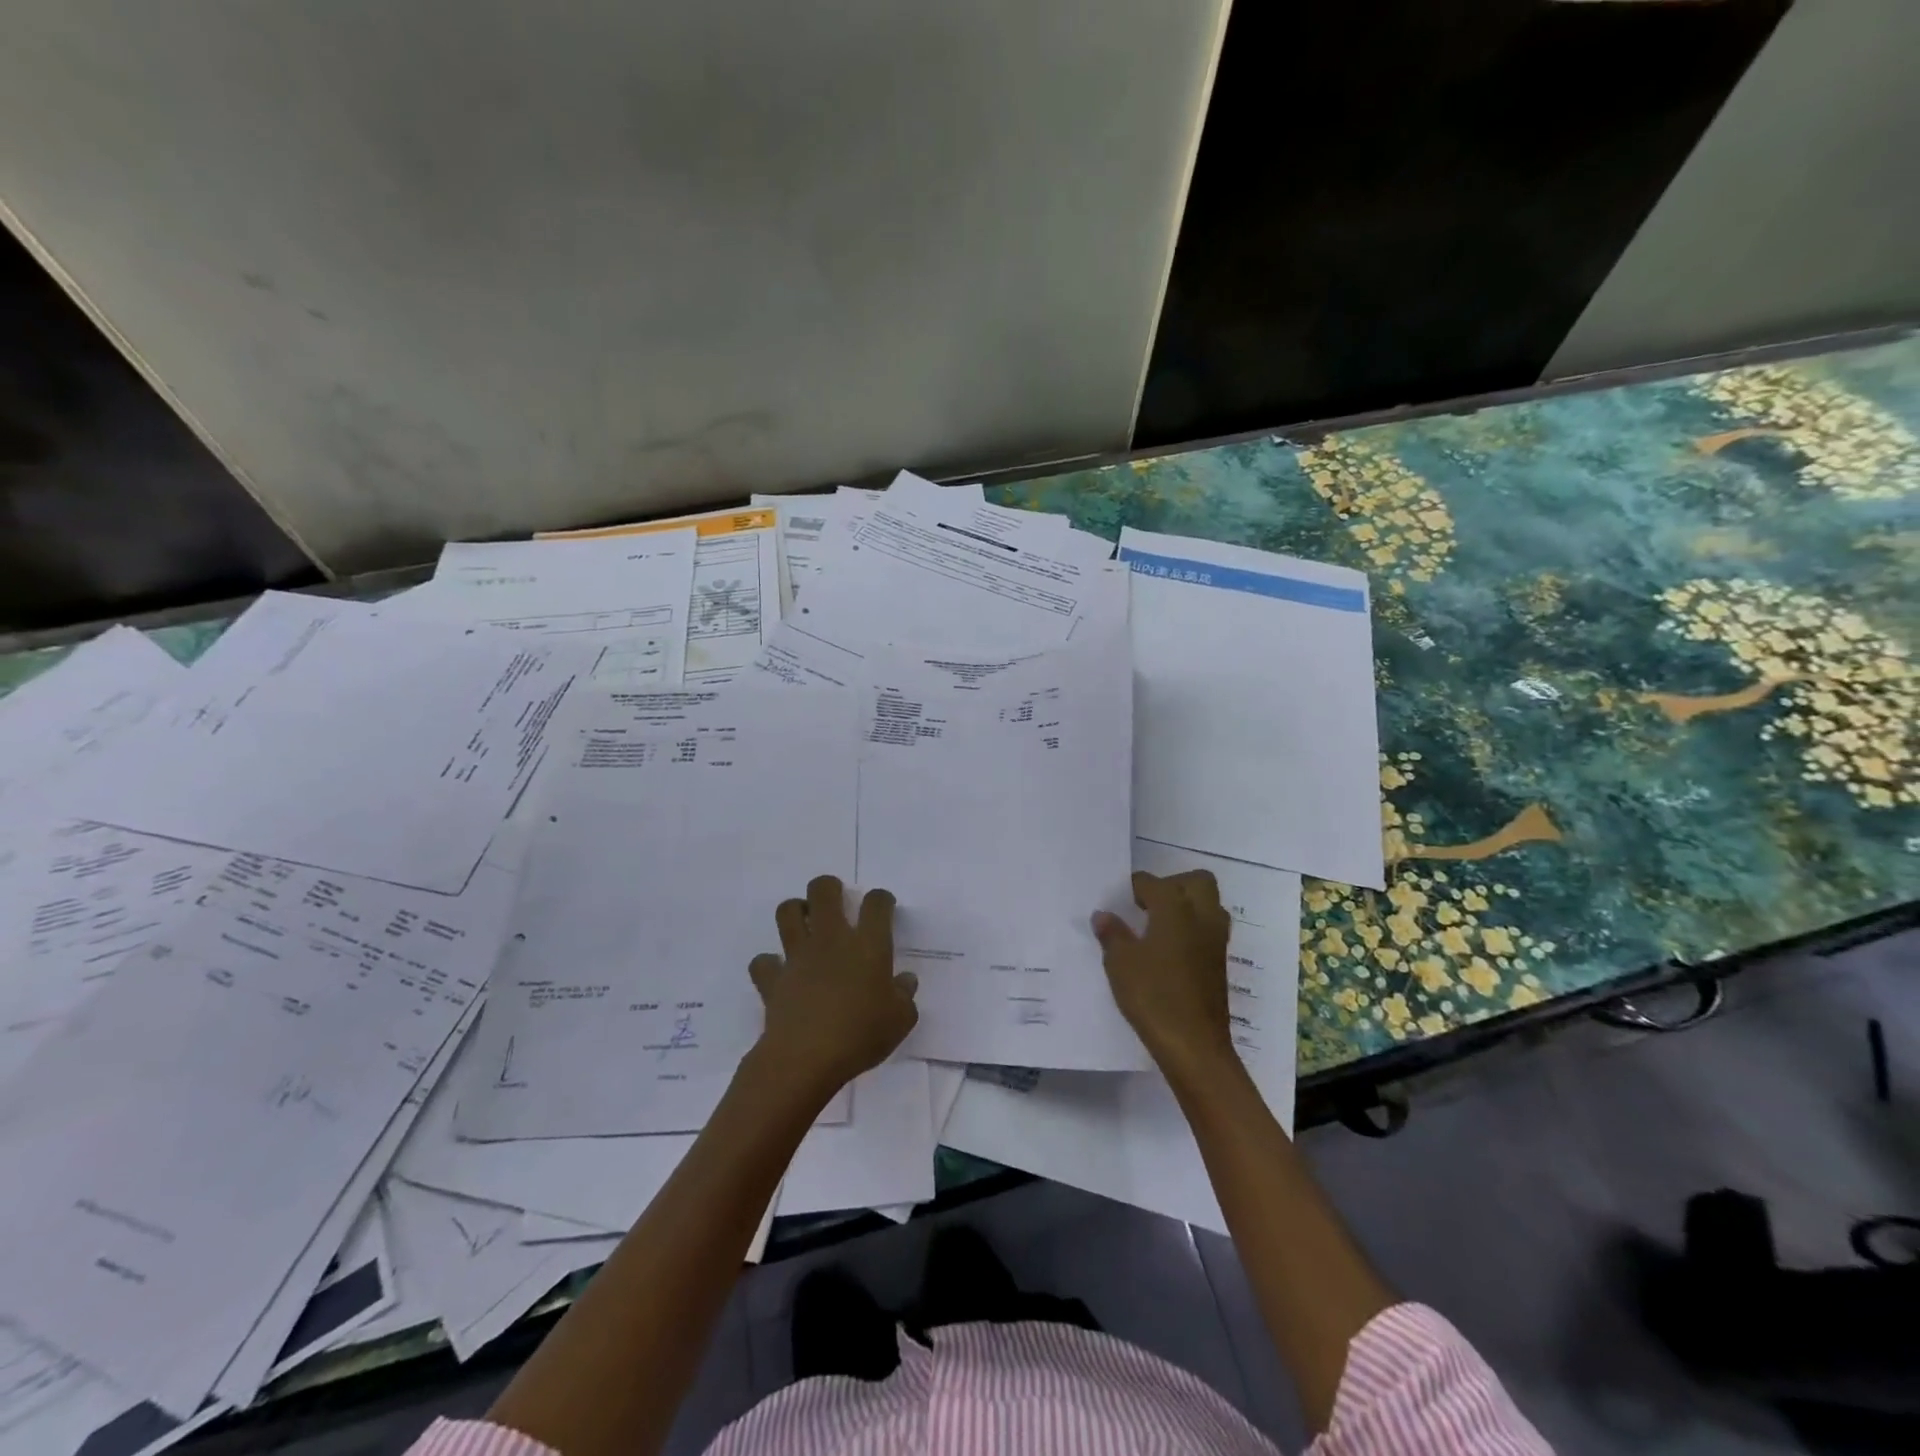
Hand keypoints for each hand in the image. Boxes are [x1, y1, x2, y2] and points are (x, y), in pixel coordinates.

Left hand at [748, 875, 917, 1098]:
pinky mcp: (773, 979)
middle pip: (823, 891)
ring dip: (795, 911)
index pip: (876, 904)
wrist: (805, 1058)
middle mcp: (831, 940)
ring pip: (787, 912)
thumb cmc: (860, 1035)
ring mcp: (797, 956)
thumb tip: (905, 981)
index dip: (881, 899)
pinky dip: (769, 964)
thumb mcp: (900, 1020)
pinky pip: (764, 961)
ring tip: (805, 924)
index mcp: (868, 945)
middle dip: (828, 887)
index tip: (883, 907)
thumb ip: (905, 996)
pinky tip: (779, 972)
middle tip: (835, 900)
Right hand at [1091, 871, 1236, 1080]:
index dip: (1134, 886)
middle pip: (1196, 882)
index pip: (1153, 883)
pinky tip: (1168, 950)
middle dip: (1172, 885)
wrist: (1194, 1045)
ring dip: (1187, 906)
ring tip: (1158, 925)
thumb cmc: (1153, 996)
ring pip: (1209, 905)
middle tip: (1147, 903)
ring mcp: (1215, 942)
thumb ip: (1112, 934)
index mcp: (1175, 909)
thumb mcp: (1120, 963)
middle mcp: (1202, 917)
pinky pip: (1208, 931)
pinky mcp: (1219, 964)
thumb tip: (1104, 915)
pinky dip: (1192, 930)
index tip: (1118, 898)